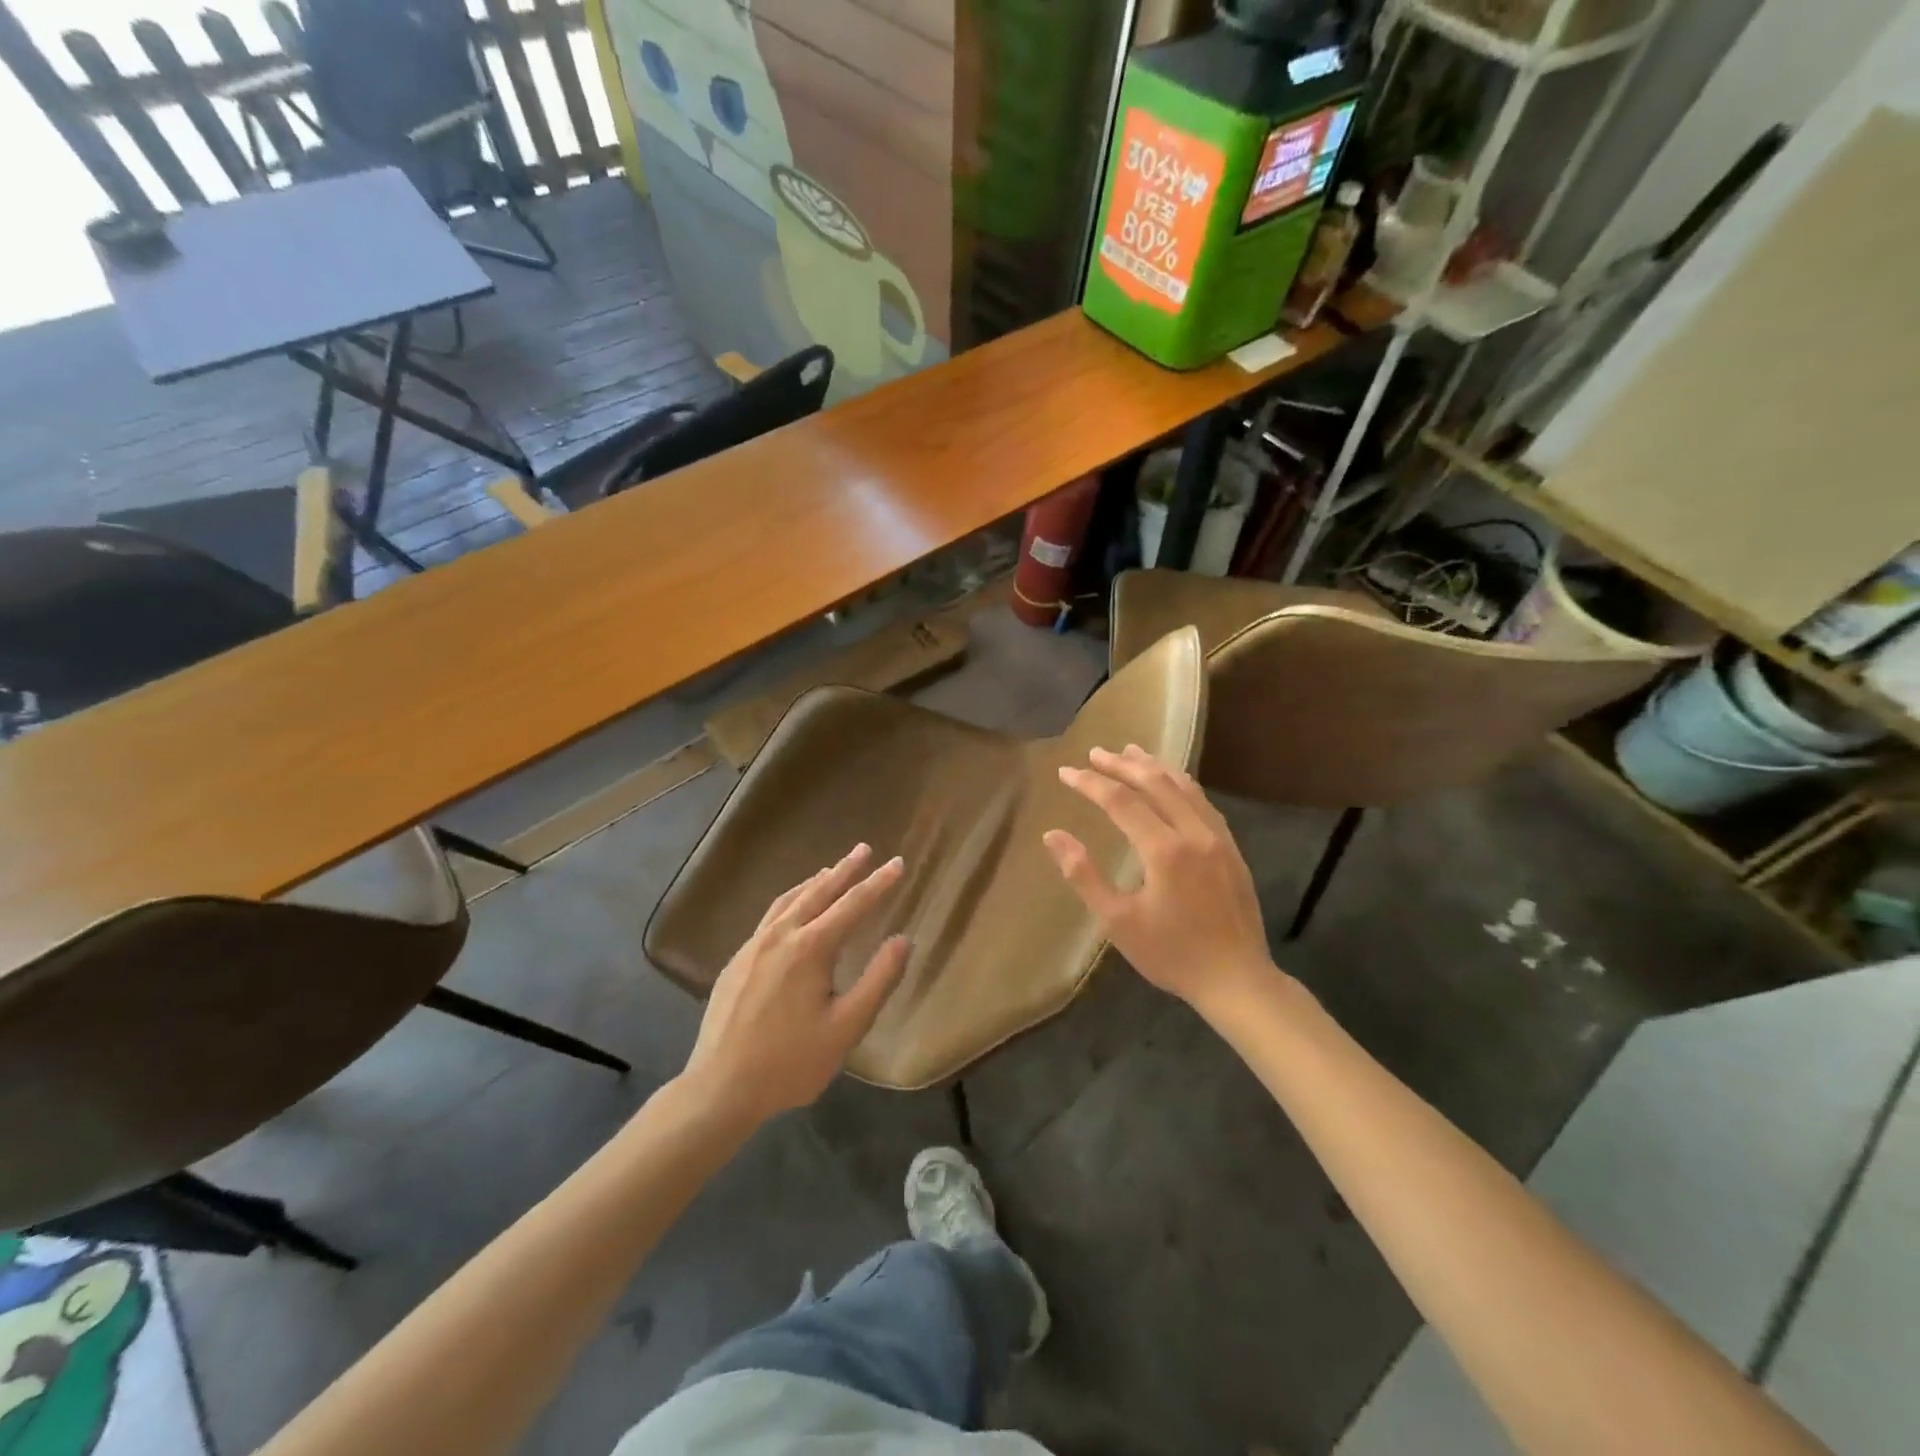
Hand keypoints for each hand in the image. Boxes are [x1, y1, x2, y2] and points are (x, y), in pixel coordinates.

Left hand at [681, 844, 909, 1123]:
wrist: (719, 1088)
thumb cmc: (790, 1062)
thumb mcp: (846, 1028)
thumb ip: (878, 980)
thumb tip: (903, 939)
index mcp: (810, 948)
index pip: (853, 905)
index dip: (879, 884)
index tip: (898, 864)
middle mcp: (781, 936)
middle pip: (819, 892)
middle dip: (845, 869)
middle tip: (865, 849)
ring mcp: (753, 945)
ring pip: (790, 900)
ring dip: (816, 881)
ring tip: (832, 869)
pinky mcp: (737, 960)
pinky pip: (770, 915)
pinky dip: (791, 900)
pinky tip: (793, 907)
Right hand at [1043, 745, 1277, 1017]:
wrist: (1237, 979)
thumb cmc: (1172, 954)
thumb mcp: (1118, 921)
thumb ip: (1083, 875)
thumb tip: (1052, 835)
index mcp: (1164, 850)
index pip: (1120, 800)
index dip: (1090, 783)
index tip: (1065, 772)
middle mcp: (1194, 833)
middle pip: (1155, 783)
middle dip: (1122, 764)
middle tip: (1095, 752)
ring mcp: (1218, 838)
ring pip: (1184, 787)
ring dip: (1154, 766)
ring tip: (1131, 751)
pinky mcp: (1231, 848)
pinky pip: (1203, 802)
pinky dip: (1181, 783)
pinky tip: (1173, 782)